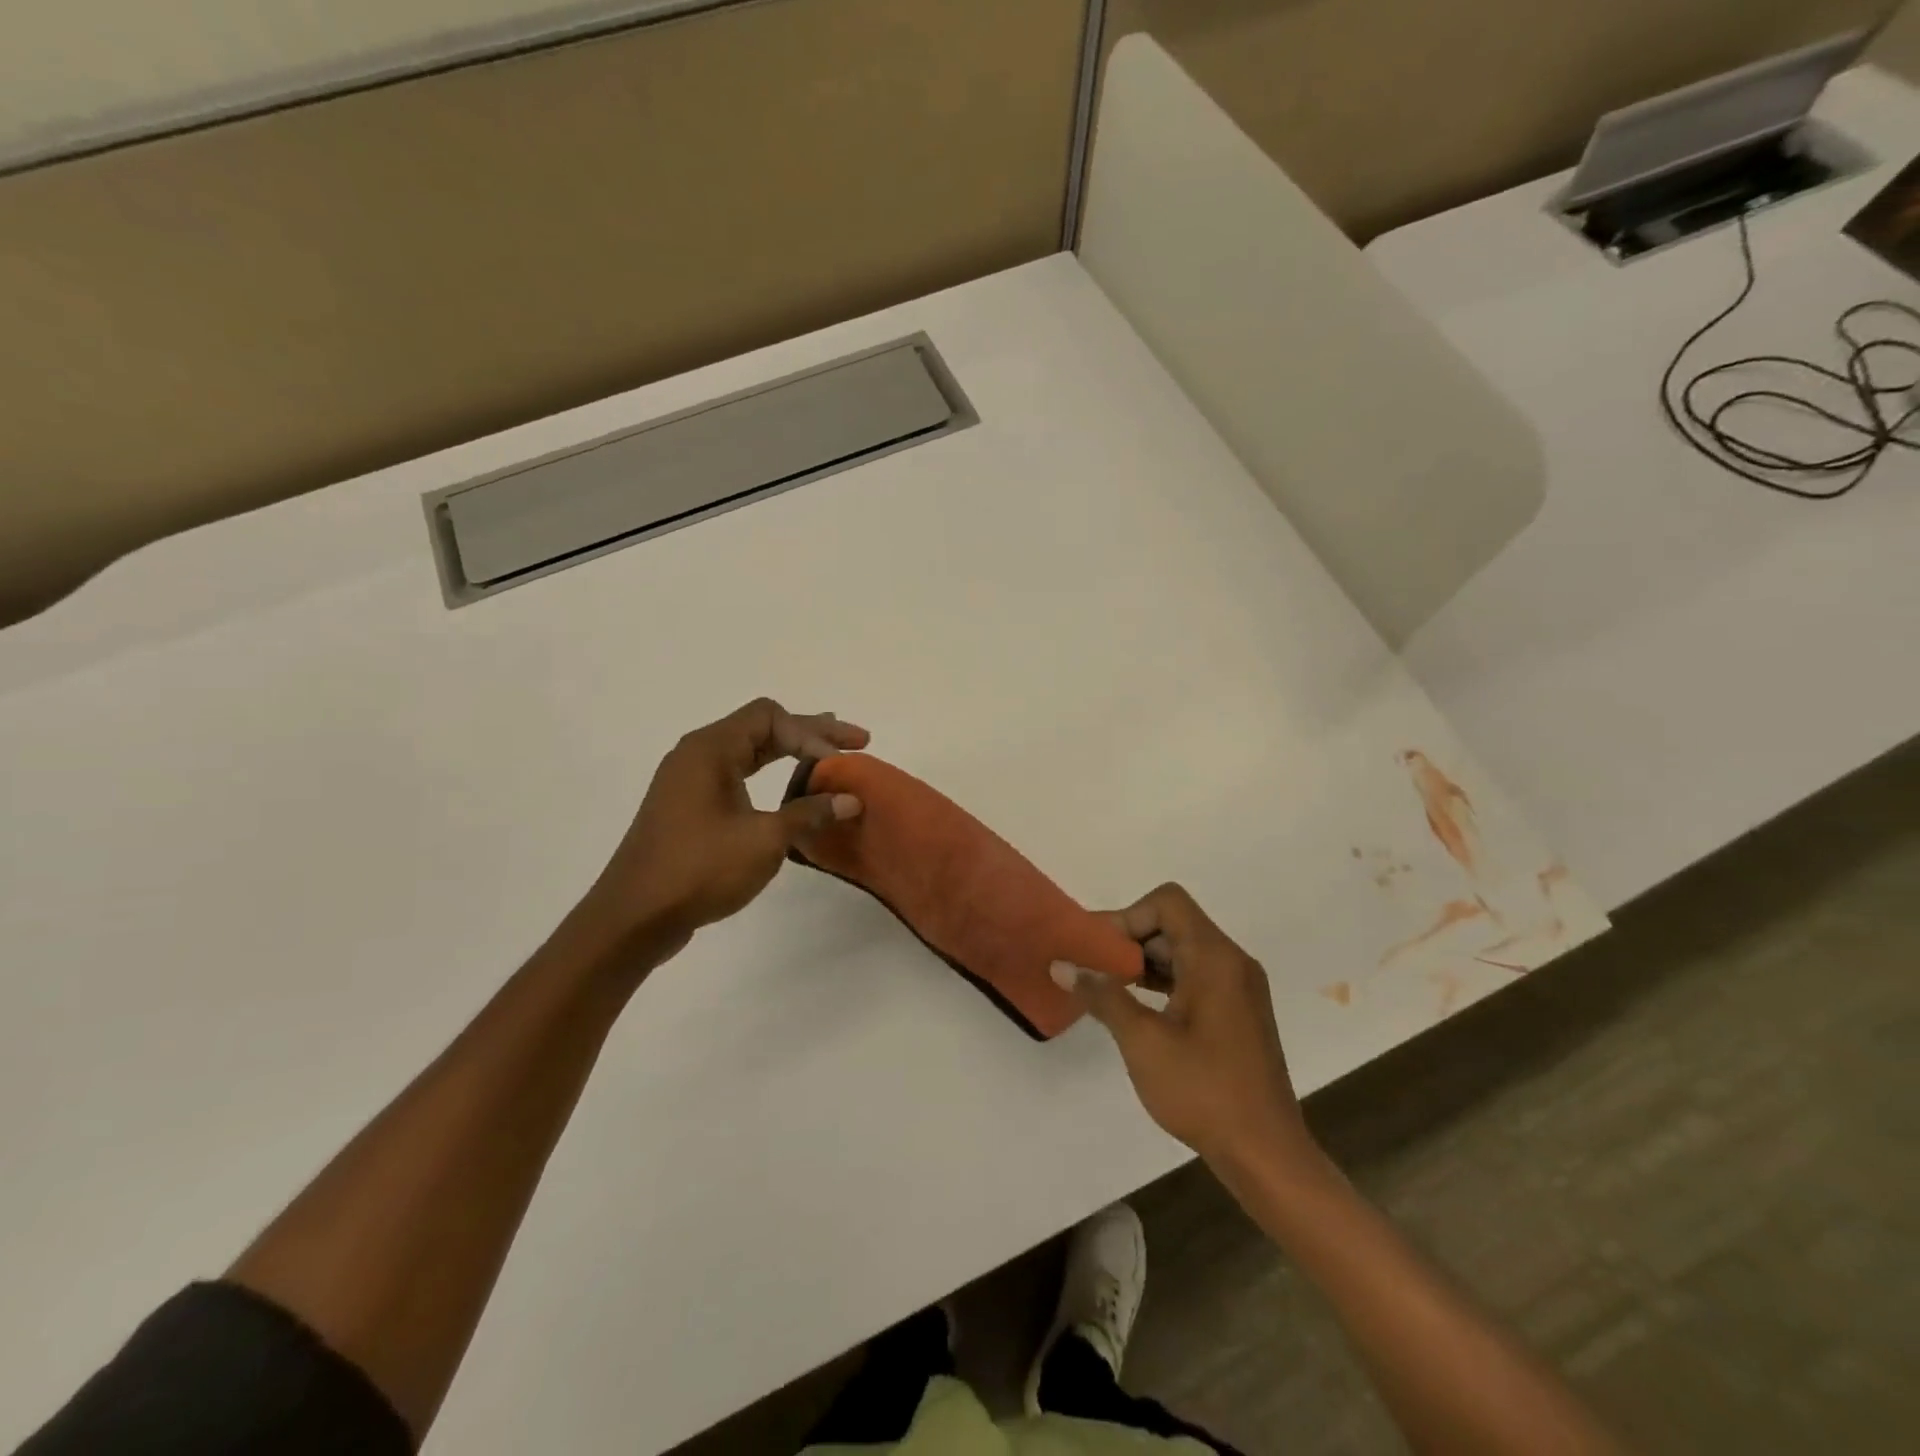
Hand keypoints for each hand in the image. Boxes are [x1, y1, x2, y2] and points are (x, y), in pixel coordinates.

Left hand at [572, 698, 868, 961]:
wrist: (635, 917)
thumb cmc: (700, 869)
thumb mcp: (764, 840)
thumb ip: (809, 813)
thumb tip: (850, 800)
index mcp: (710, 748)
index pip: (771, 718)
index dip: (812, 733)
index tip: (840, 763)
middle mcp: (697, 754)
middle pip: (762, 727)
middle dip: (811, 733)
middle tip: (857, 740)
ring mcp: (690, 780)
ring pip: (749, 750)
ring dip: (791, 751)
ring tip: (829, 753)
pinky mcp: (690, 806)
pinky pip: (737, 773)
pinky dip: (770, 773)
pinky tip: (790, 786)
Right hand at [1055, 884, 1316, 1172]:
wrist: (1266, 1154)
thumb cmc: (1203, 1090)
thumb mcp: (1142, 1041)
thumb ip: (1102, 995)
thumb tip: (1060, 965)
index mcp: (1214, 958)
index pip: (1167, 903)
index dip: (1127, 917)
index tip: (1098, 950)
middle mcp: (1231, 962)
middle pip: (1173, 924)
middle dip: (1129, 940)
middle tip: (1092, 969)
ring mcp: (1238, 987)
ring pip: (1182, 950)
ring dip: (1143, 961)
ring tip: (1107, 989)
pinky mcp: (1237, 1012)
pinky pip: (1195, 975)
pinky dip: (1163, 981)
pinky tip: (1136, 1009)